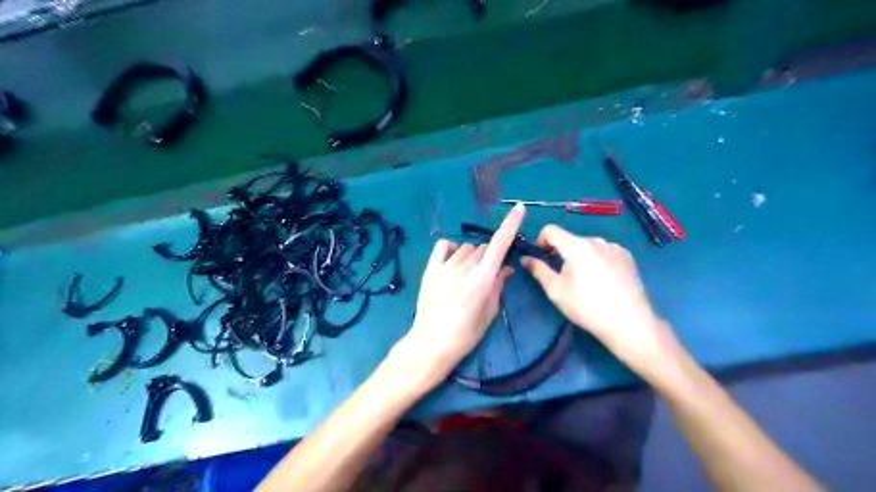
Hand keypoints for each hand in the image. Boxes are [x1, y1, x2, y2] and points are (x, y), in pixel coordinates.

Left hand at [393, 203, 521, 388]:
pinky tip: (453, 260)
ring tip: (467, 275)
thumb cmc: (466, 334)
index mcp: (483, 279)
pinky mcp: (431, 269)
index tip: (519, 208)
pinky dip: (452, 249)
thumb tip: (507, 268)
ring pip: (466, 248)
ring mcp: (445, 266)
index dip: (510, 224)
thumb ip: (499, 286)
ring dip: (472, 257)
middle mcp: (465, 267)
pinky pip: (444, 246)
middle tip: (486, 276)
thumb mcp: (489, 312)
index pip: (500, 244)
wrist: (432, 342)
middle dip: (489, 257)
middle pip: (484, 248)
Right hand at [518, 225, 682, 381]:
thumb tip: (525, 258)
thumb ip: (538, 270)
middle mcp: (596, 240)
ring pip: (587, 246)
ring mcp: (614, 247)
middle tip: (561, 277)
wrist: (629, 323)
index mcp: (577, 246)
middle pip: (570, 239)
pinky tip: (602, 281)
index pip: (551, 230)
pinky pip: (604, 251)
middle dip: (561, 253)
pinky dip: (596, 260)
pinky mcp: (627, 257)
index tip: (541, 258)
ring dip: (579, 256)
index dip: (540, 241)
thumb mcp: (556, 291)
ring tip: (584, 282)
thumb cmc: (587, 307)